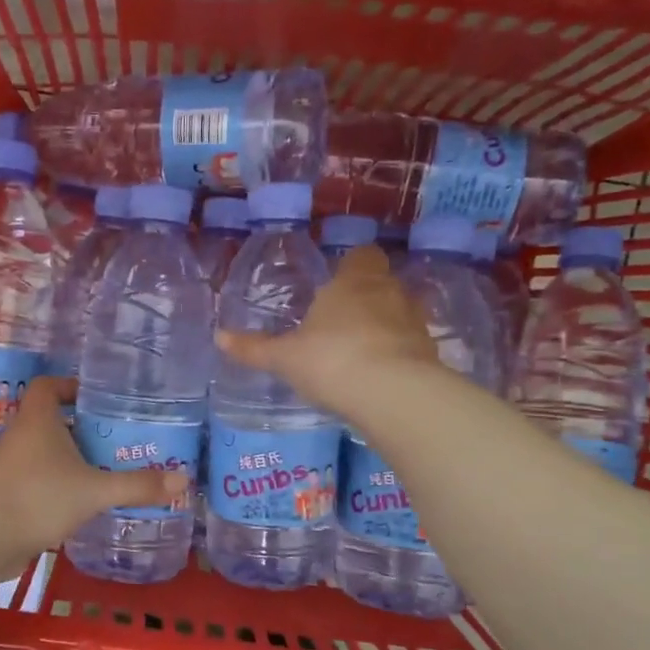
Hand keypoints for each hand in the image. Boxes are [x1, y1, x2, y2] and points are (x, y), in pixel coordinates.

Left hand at [0, 377, 189, 581]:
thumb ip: (137, 485)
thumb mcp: (94, 491)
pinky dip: (59, 482)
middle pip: (51, 419)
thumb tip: (184, 480)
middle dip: (81, 425)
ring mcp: (12, 467)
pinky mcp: (9, 494)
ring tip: (107, 466)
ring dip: (71, 456)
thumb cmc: (37, 498)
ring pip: (45, 451)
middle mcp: (22, 436)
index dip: (71, 386)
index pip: (49, 385)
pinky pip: (39, 478)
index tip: (98, 398)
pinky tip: (83, 498)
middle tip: (116, 434)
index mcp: (38, 420)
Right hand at [215, 245, 438, 420]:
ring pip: (399, 312)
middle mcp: (389, 292)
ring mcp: (415, 322)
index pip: (362, 255)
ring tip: (359, 350)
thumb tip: (219, 337)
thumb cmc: (331, 360)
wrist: (393, 394)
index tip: (336, 281)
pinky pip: (411, 344)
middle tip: (340, 319)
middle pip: (382, 283)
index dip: (351, 265)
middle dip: (365, 297)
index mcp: (353, 282)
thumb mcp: (285, 357)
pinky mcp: (430, 353)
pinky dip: (398, 353)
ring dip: (384, 325)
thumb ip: (254, 348)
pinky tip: (379, 374)